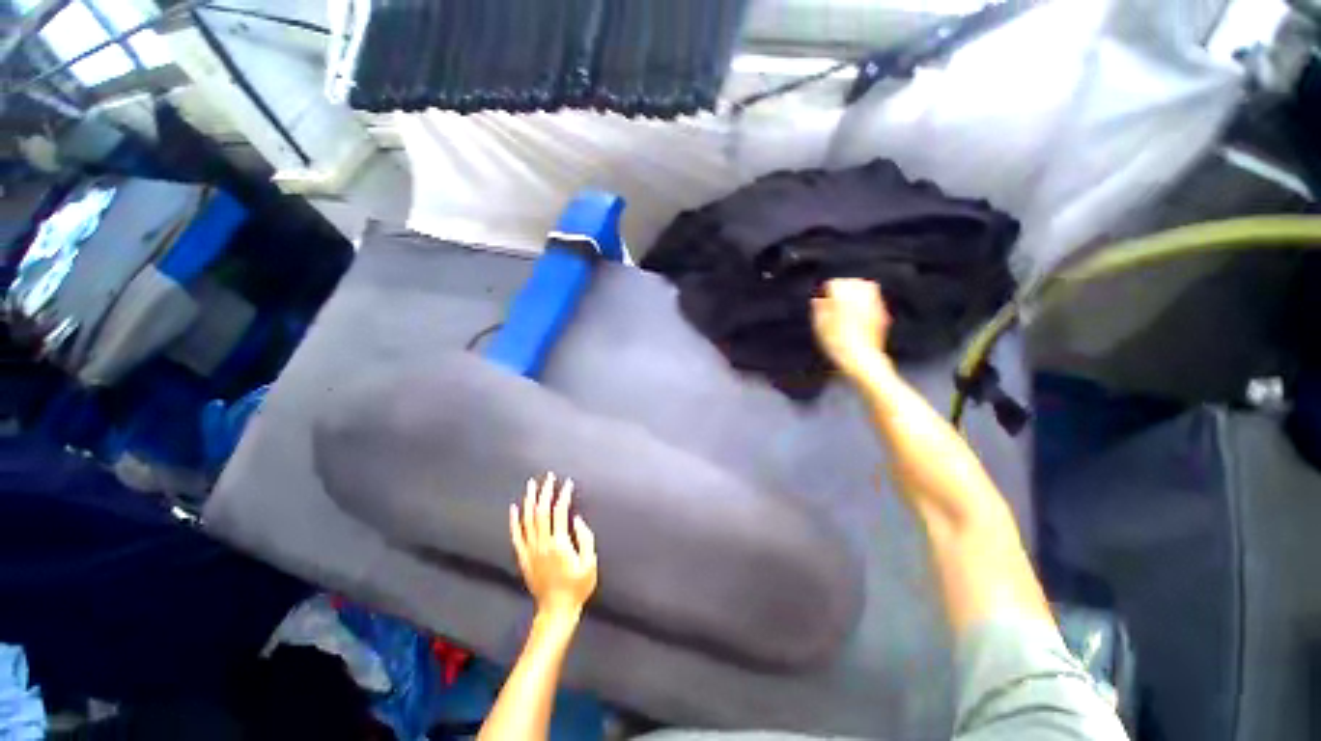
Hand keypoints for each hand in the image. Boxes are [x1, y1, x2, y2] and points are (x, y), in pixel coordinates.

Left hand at [510, 472, 597, 619]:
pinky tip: (514, 508)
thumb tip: (576, 519)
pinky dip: (514, 520)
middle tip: (549, 477)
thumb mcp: (590, 563)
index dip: (564, 495)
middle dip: (546, 491)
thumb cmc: (577, 586)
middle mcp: (542, 544)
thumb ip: (585, 538)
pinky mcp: (523, 558)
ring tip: (532, 484)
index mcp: (559, 544)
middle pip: (541, 511)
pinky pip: (516, 535)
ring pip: (527, 520)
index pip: (560, 512)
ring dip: (530, 500)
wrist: (556, 610)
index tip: (568, 484)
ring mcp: (530, 550)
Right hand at [811, 278, 891, 378]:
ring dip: (856, 292)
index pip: (835, 283)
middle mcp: (862, 297)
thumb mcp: (820, 327)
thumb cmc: (837, 343)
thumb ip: (819, 310)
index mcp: (844, 297)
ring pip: (867, 288)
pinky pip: (874, 301)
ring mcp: (874, 306)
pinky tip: (859, 314)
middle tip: (834, 298)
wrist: (861, 358)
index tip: (822, 298)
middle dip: (844, 287)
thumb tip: (817, 300)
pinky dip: (866, 302)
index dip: (827, 290)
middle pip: (853, 282)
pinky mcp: (882, 315)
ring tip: (847, 303)